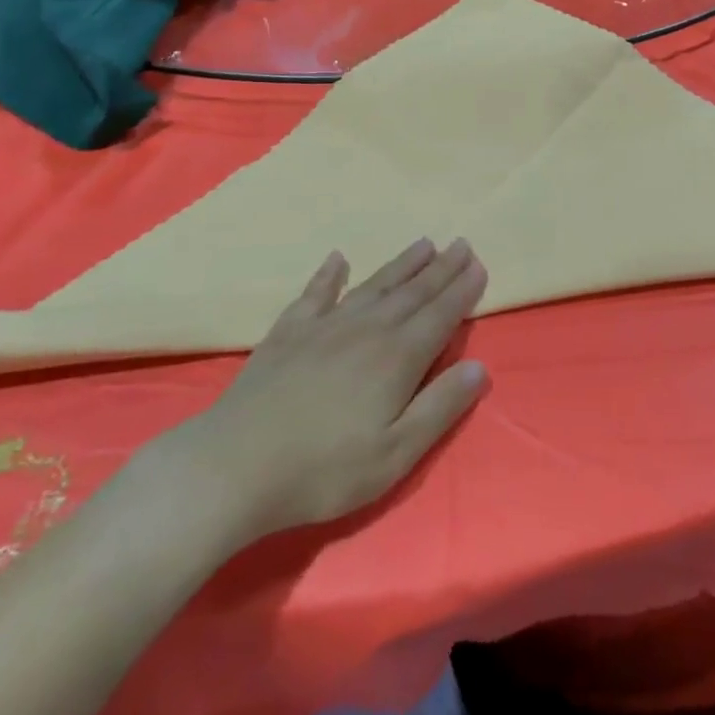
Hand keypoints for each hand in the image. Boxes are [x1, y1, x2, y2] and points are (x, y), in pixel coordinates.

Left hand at [162, 237, 488, 538]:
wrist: (235, 465)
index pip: (440, 315)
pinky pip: (316, 293)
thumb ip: (439, 408)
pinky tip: (337, 259)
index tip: (479, 265)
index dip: (462, 290)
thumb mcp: (395, 454)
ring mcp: (325, 326)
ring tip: (424, 243)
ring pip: (374, 285)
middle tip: (462, 243)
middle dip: (441, 268)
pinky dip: (329, 274)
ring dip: (402, 264)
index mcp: (397, 357)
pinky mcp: (289, 332)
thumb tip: (479, 368)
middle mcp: (367, 329)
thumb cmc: (324, 470)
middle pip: (413, 292)